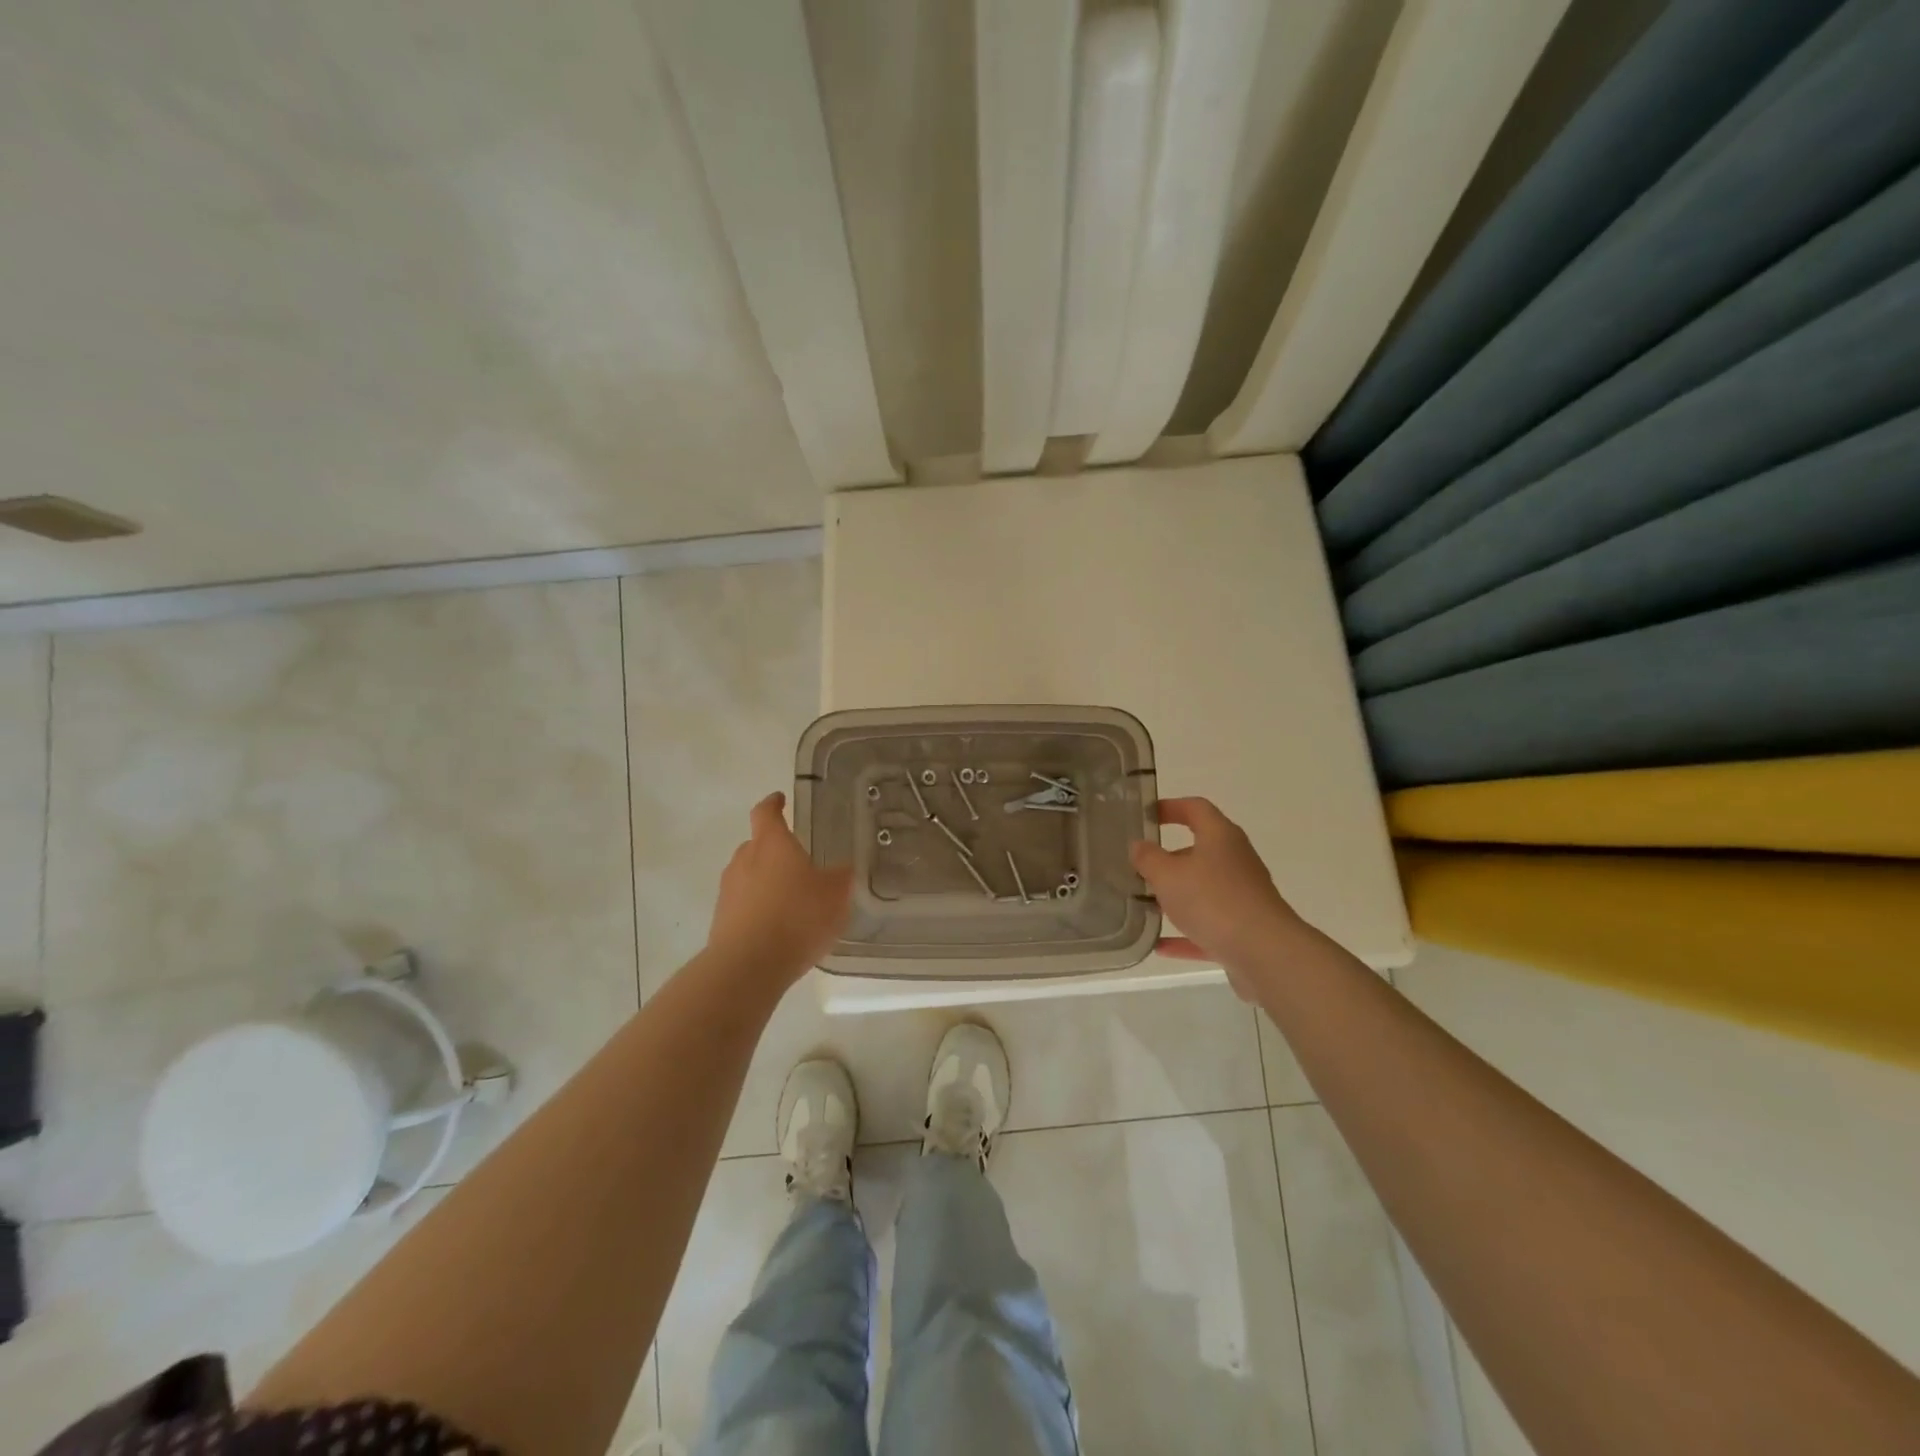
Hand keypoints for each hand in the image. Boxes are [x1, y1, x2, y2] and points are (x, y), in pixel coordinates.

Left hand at [707, 793, 853, 986]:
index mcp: (772, 843)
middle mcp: (744, 860)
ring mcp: (728, 890)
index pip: (766, 812)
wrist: (748, 966)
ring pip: (748, 875)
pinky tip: (777, 927)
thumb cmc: (797, 917)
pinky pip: (742, 904)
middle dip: (773, 848)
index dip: (774, 804)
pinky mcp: (721, 920)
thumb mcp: (835, 895)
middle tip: (797, 860)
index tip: (780, 799)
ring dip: (765, 880)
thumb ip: (840, 877)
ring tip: (789, 898)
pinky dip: (757, 907)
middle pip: (756, 844)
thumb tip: (844, 868)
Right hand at [1129, 797, 1303, 999]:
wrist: (1265, 954)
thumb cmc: (1213, 901)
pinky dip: (1186, 932)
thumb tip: (1139, 846)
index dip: (1170, 807)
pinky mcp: (1244, 928)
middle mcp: (1235, 861)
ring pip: (1203, 889)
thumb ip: (1148, 858)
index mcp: (1220, 837)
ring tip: (1144, 905)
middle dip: (1168, 858)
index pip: (1196, 808)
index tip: (1146, 815)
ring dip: (1175, 896)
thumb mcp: (1168, 875)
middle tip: (1138, 867)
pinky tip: (1160, 946)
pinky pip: (1208, 925)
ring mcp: (1242, 896)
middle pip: (1199, 850)